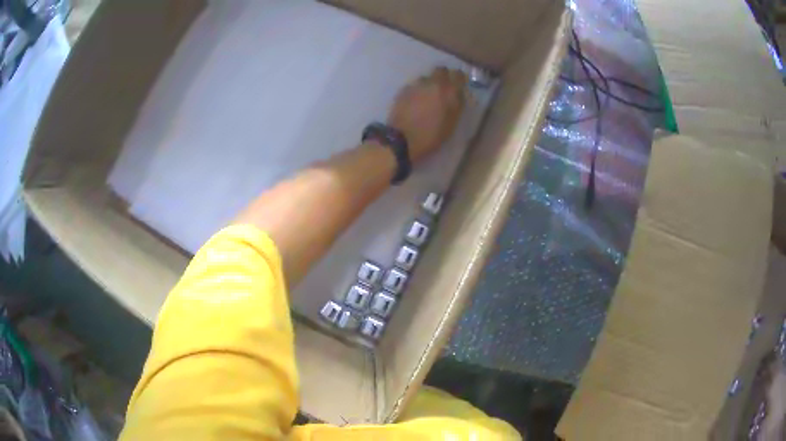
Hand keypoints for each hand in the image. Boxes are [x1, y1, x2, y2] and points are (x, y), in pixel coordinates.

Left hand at [387, 67, 466, 161]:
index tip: (458, 85)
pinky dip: (416, 91)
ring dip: (428, 84)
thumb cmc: (431, 135)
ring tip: (426, 98)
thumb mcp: (451, 123)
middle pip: (441, 70)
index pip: (458, 75)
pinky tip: (414, 103)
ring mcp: (416, 85)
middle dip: (443, 77)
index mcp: (449, 91)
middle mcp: (433, 83)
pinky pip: (414, 86)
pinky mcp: (403, 90)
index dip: (459, 79)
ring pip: (426, 78)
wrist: (401, 139)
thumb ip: (456, 105)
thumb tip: (458, 94)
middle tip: (443, 89)